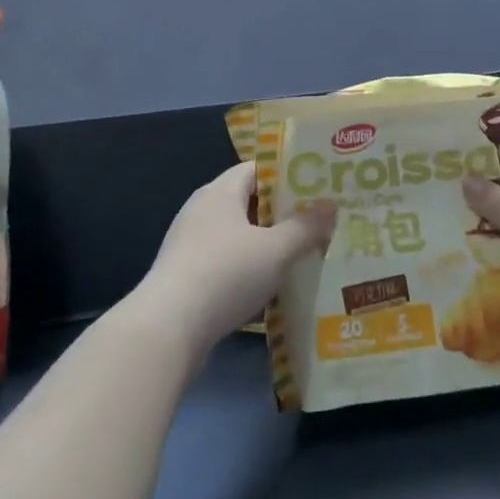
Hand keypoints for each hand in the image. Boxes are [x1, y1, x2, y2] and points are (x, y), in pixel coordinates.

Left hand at [136, 162, 335, 357]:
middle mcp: (202, 210)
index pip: (256, 169)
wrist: (168, 329)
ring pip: (238, 235)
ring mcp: (190, 244)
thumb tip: (331, 206)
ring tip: (302, 253)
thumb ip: (305, 227)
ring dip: (266, 243)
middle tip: (317, 220)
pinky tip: (271, 286)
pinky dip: (249, 268)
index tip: (317, 186)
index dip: (287, 174)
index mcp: (219, 192)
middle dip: (282, 212)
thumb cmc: (225, 274)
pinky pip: (226, 262)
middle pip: (248, 201)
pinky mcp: (186, 276)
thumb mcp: (276, 250)